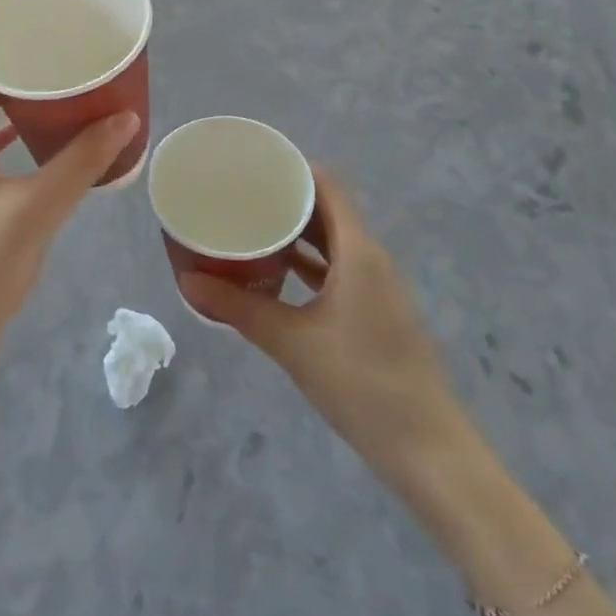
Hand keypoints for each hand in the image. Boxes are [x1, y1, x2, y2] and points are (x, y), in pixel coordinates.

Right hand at [177, 169, 471, 502]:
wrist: (428, 451)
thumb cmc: (361, 384)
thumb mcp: (292, 342)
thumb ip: (239, 308)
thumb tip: (187, 282)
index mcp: (359, 252)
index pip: (328, 186)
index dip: (294, 168)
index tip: (253, 164)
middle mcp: (371, 259)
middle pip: (329, 210)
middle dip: (287, 198)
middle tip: (241, 193)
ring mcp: (377, 288)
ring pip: (334, 242)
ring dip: (297, 232)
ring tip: (251, 225)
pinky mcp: (376, 313)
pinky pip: (339, 269)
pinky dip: (309, 263)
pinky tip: (277, 272)